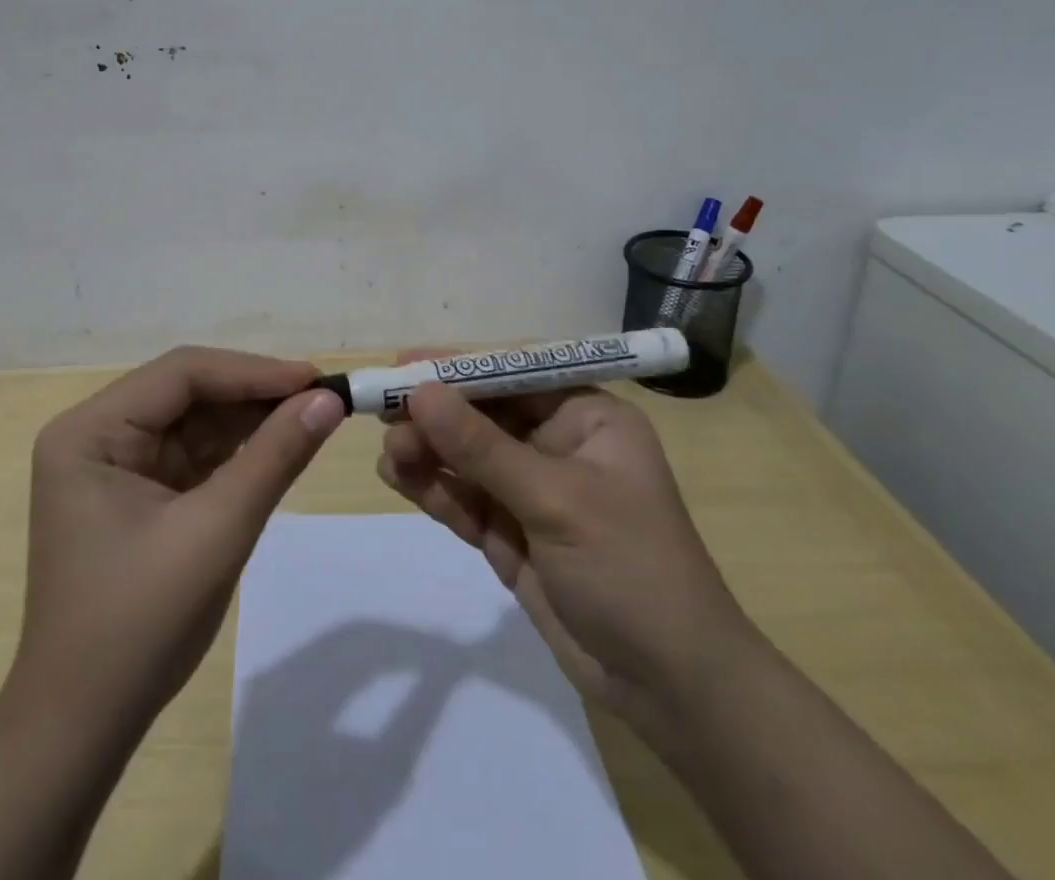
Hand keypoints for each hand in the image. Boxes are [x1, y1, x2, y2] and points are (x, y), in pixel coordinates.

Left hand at [13, 346, 346, 736]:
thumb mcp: (217, 531)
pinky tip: (279, 444)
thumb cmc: (140, 625)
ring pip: (195, 420)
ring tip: (312, 415)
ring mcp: (114, 465)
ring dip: (251, 420)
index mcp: (90, 431)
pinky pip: (194, 454)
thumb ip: (275, 456)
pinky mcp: (136, 493)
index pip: (181, 374)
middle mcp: (96, 435)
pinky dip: (237, 451)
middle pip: (187, 392)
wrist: (83, 729)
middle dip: (254, 394)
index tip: (316, 380)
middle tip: (322, 397)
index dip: (253, 371)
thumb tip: (329, 399)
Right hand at [376, 359, 748, 736]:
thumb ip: (482, 448)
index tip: (403, 365)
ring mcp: (532, 493)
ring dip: (427, 453)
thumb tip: (420, 393)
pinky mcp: (511, 535)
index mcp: (587, 418)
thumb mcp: (555, 500)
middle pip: (483, 417)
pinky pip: (464, 500)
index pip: (513, 376)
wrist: (670, 688)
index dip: (458, 369)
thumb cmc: (630, 568)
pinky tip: (398, 479)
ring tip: (389, 456)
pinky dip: (433, 490)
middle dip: (435, 417)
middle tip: (384, 417)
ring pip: (467, 459)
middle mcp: (558, 445)